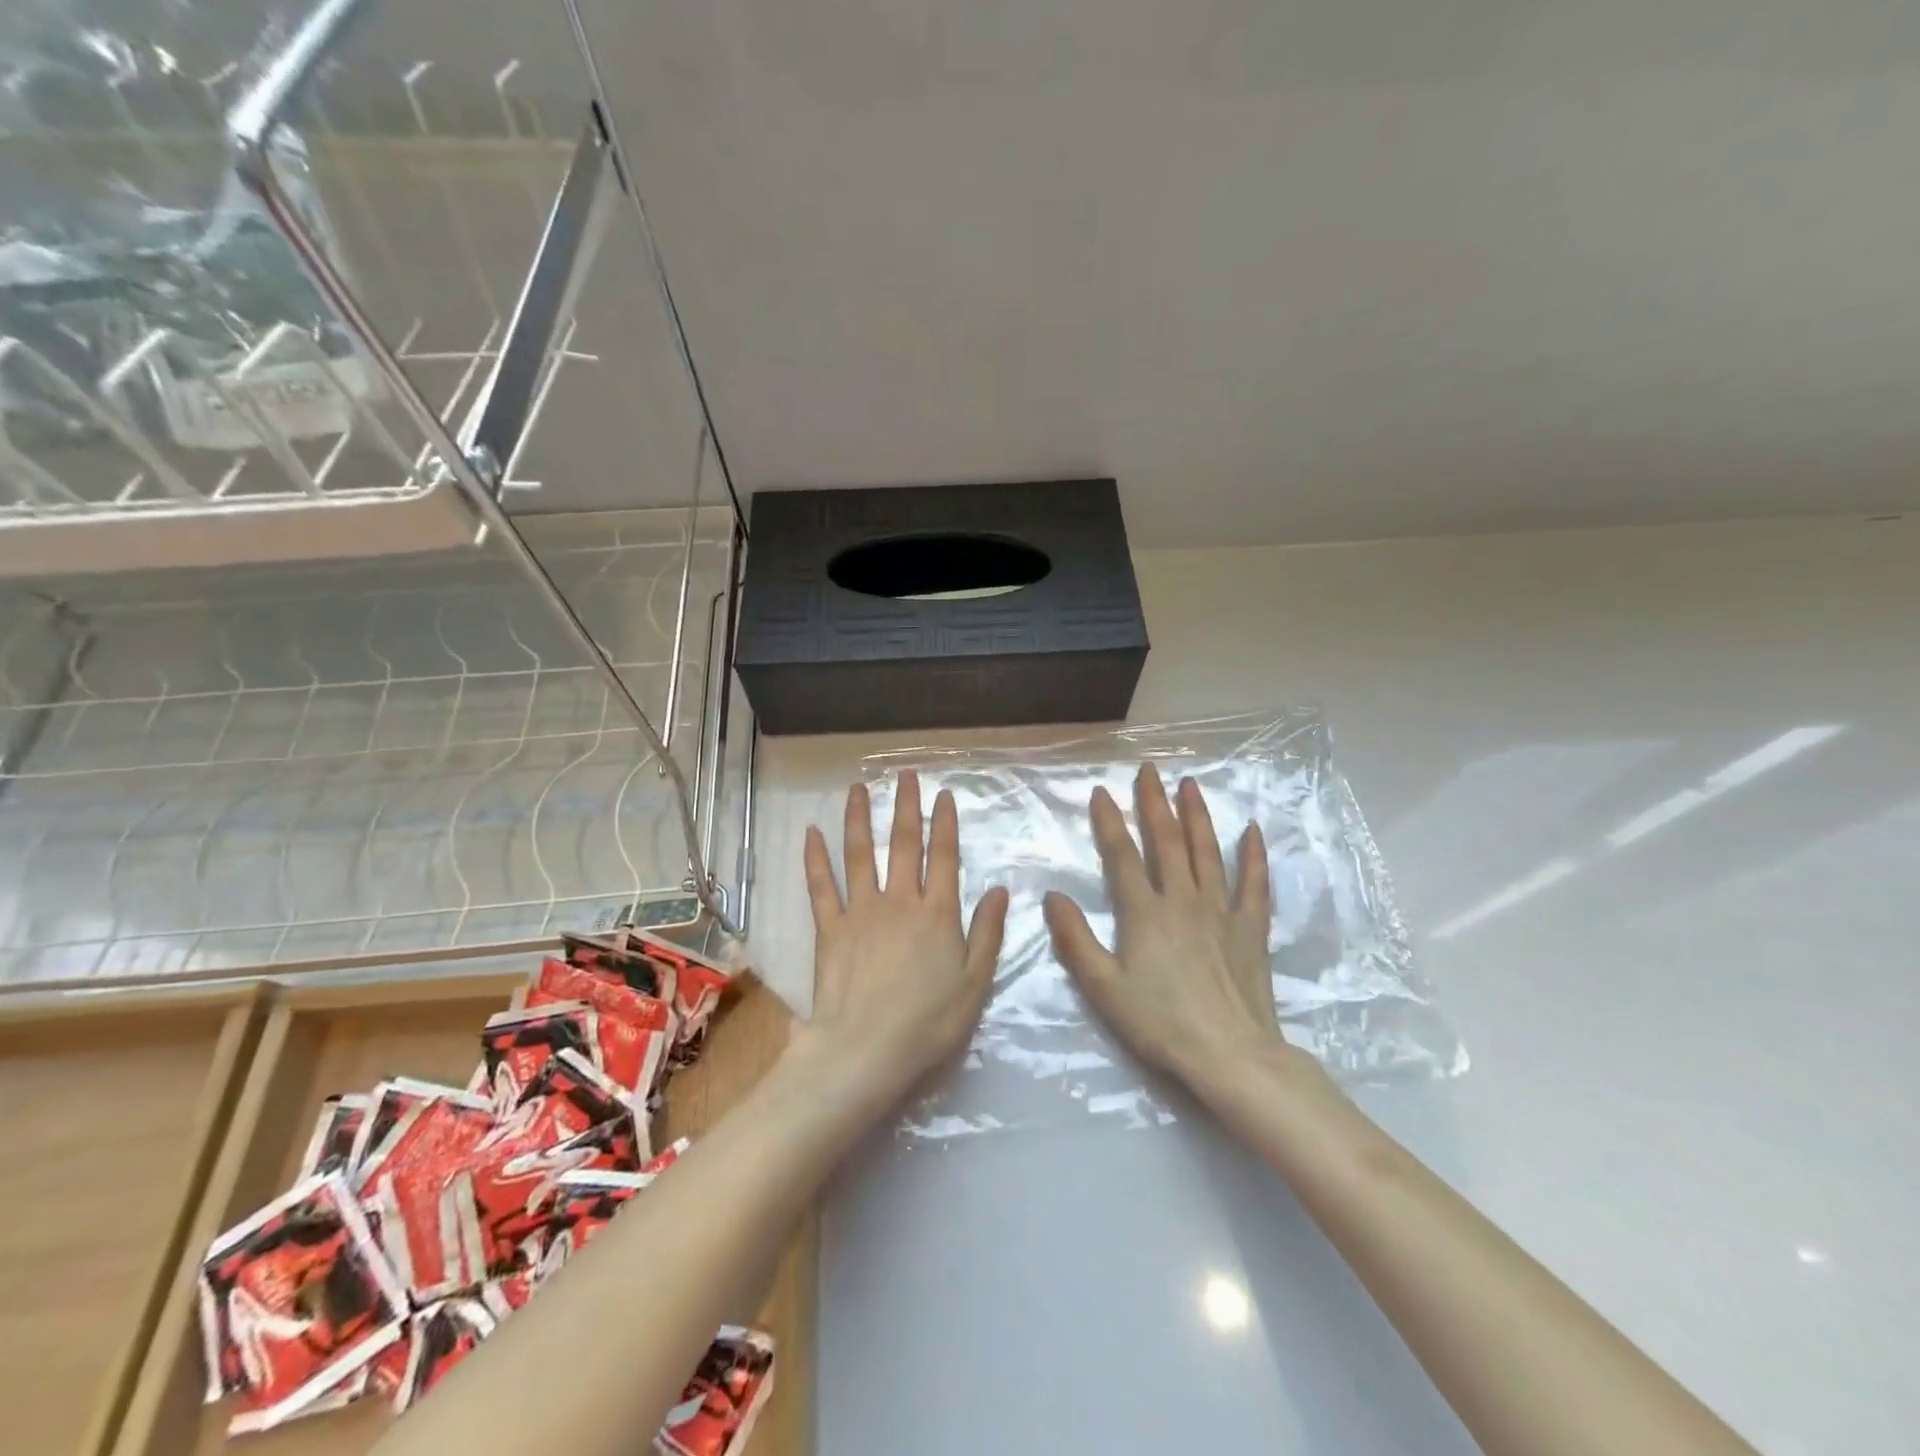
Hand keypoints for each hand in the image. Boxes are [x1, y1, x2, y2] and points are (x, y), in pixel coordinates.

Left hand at [793, 772, 1010, 1106]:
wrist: (866, 1051)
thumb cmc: (929, 1023)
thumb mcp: (975, 983)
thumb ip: (987, 933)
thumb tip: (999, 889)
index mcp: (937, 914)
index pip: (944, 857)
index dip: (945, 824)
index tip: (943, 795)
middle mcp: (900, 901)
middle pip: (903, 845)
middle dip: (906, 807)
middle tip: (905, 775)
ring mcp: (861, 911)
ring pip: (860, 854)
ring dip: (859, 818)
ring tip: (858, 788)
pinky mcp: (829, 929)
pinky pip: (820, 886)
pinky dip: (816, 858)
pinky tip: (811, 833)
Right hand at [1044, 764, 1320, 1095]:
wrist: (1230, 1055)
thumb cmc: (1160, 1023)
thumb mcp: (1104, 987)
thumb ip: (1075, 939)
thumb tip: (1053, 896)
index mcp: (1144, 913)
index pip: (1123, 855)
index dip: (1110, 822)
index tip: (1101, 791)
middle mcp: (1183, 900)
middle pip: (1166, 841)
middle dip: (1155, 803)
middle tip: (1149, 770)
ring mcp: (1221, 911)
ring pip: (1207, 852)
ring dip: (1197, 815)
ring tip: (1190, 784)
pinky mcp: (1251, 928)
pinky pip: (1254, 883)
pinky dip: (1253, 855)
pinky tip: (1252, 830)